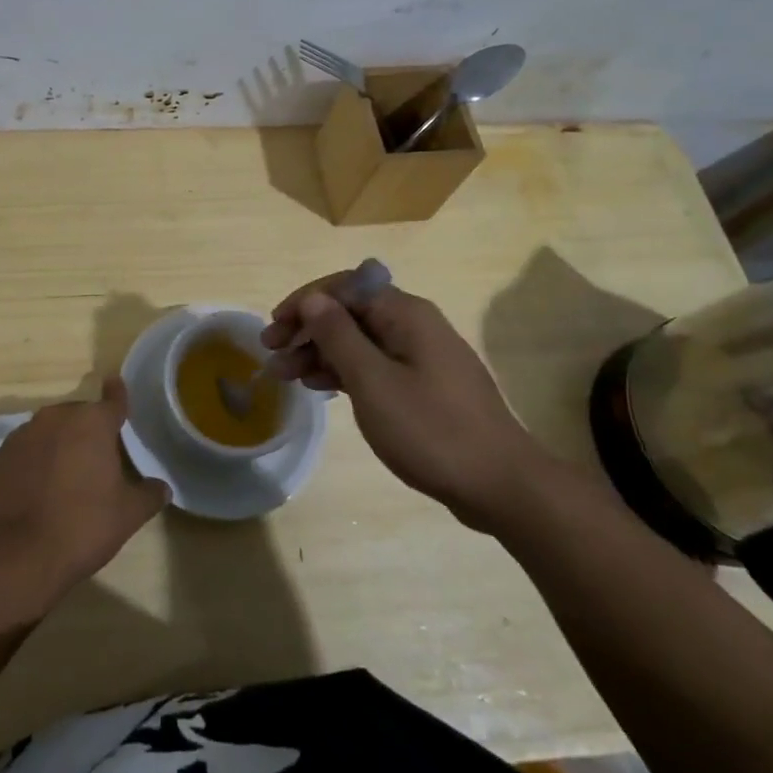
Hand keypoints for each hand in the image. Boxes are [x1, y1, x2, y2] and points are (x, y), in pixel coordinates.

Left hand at [0, 376, 168, 595]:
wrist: (16, 557)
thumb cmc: (82, 526)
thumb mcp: (128, 515)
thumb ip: (148, 495)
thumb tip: (162, 487)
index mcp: (91, 423)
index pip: (112, 401)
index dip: (117, 395)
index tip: (116, 382)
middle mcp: (53, 419)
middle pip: (76, 418)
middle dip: (85, 433)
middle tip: (94, 462)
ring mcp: (17, 439)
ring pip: (44, 435)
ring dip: (54, 449)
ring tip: (61, 482)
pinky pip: (18, 459)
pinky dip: (27, 470)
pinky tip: (31, 497)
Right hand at [262, 275, 560, 533]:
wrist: (501, 485)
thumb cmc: (431, 429)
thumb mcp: (373, 381)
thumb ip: (338, 335)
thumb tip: (313, 299)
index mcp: (406, 314)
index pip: (345, 288)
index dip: (304, 302)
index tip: (273, 328)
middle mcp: (414, 326)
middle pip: (351, 313)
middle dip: (308, 329)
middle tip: (272, 354)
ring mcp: (422, 357)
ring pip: (360, 341)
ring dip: (321, 352)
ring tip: (286, 375)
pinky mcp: (425, 386)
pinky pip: (375, 365)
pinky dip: (345, 371)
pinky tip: (320, 387)